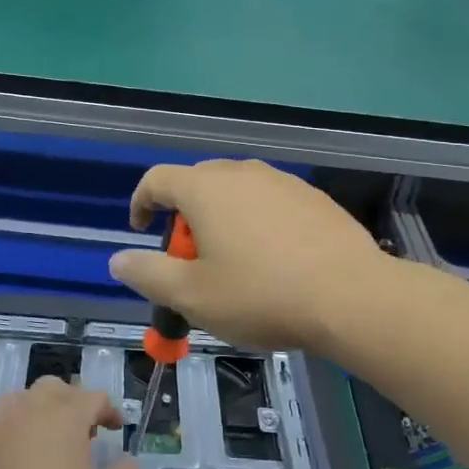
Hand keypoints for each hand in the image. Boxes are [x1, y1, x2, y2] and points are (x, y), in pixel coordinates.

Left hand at [0, 378, 137, 468]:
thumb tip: (123, 462)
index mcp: (61, 417)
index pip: (90, 397)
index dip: (108, 410)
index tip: (117, 430)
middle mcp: (23, 414)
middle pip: (50, 390)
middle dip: (71, 403)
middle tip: (85, 433)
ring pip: (16, 403)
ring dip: (36, 413)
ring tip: (49, 444)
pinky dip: (7, 433)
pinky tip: (15, 460)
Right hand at [109, 159, 388, 356]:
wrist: (351, 296)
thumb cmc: (261, 295)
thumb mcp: (192, 296)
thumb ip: (148, 274)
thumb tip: (118, 259)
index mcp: (205, 189)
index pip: (156, 180)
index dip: (141, 203)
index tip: (141, 231)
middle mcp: (241, 172)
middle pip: (197, 183)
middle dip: (184, 218)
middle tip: (191, 261)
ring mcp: (281, 181)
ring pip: (236, 192)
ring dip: (222, 219)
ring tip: (234, 264)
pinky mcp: (312, 196)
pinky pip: (269, 202)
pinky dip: (258, 222)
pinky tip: (275, 260)